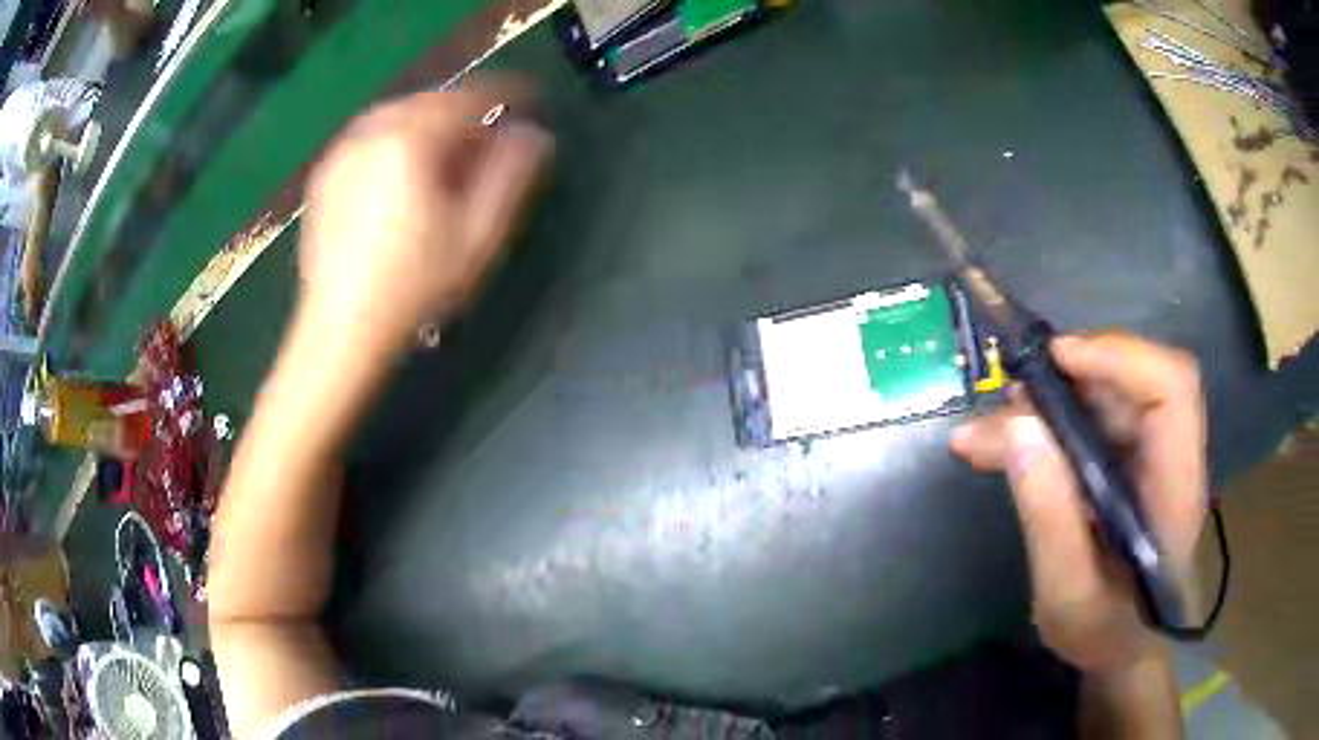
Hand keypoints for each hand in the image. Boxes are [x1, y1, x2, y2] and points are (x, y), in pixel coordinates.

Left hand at [299, 80, 552, 346]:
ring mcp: (342, 154)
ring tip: (449, 156)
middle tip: (487, 139)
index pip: (468, 97)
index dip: (505, 95)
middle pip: (429, 102)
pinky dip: (397, 141)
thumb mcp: (478, 235)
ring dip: (430, 125)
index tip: (528, 101)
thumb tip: (534, 134)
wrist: (342, 332)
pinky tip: (406, 173)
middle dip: (464, 112)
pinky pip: (370, 138)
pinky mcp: (325, 177)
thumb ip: (512, 176)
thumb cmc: (414, 287)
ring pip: (397, 117)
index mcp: (409, 140)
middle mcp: (370, 133)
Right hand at [951, 333, 1206, 672]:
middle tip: (1008, 400)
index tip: (1058, 360)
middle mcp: (1170, 456)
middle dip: (1068, 380)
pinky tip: (1001, 447)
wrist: (1121, 649)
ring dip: (1046, 405)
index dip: (1120, 357)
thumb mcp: (1067, 596)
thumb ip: (1050, 518)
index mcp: (1175, 487)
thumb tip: (1019, 427)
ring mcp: (1149, 457)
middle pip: (1133, 381)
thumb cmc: (1104, 633)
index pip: (1172, 387)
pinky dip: (1045, 427)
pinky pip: (1089, 423)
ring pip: (1104, 399)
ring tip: (986, 434)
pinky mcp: (1127, 464)